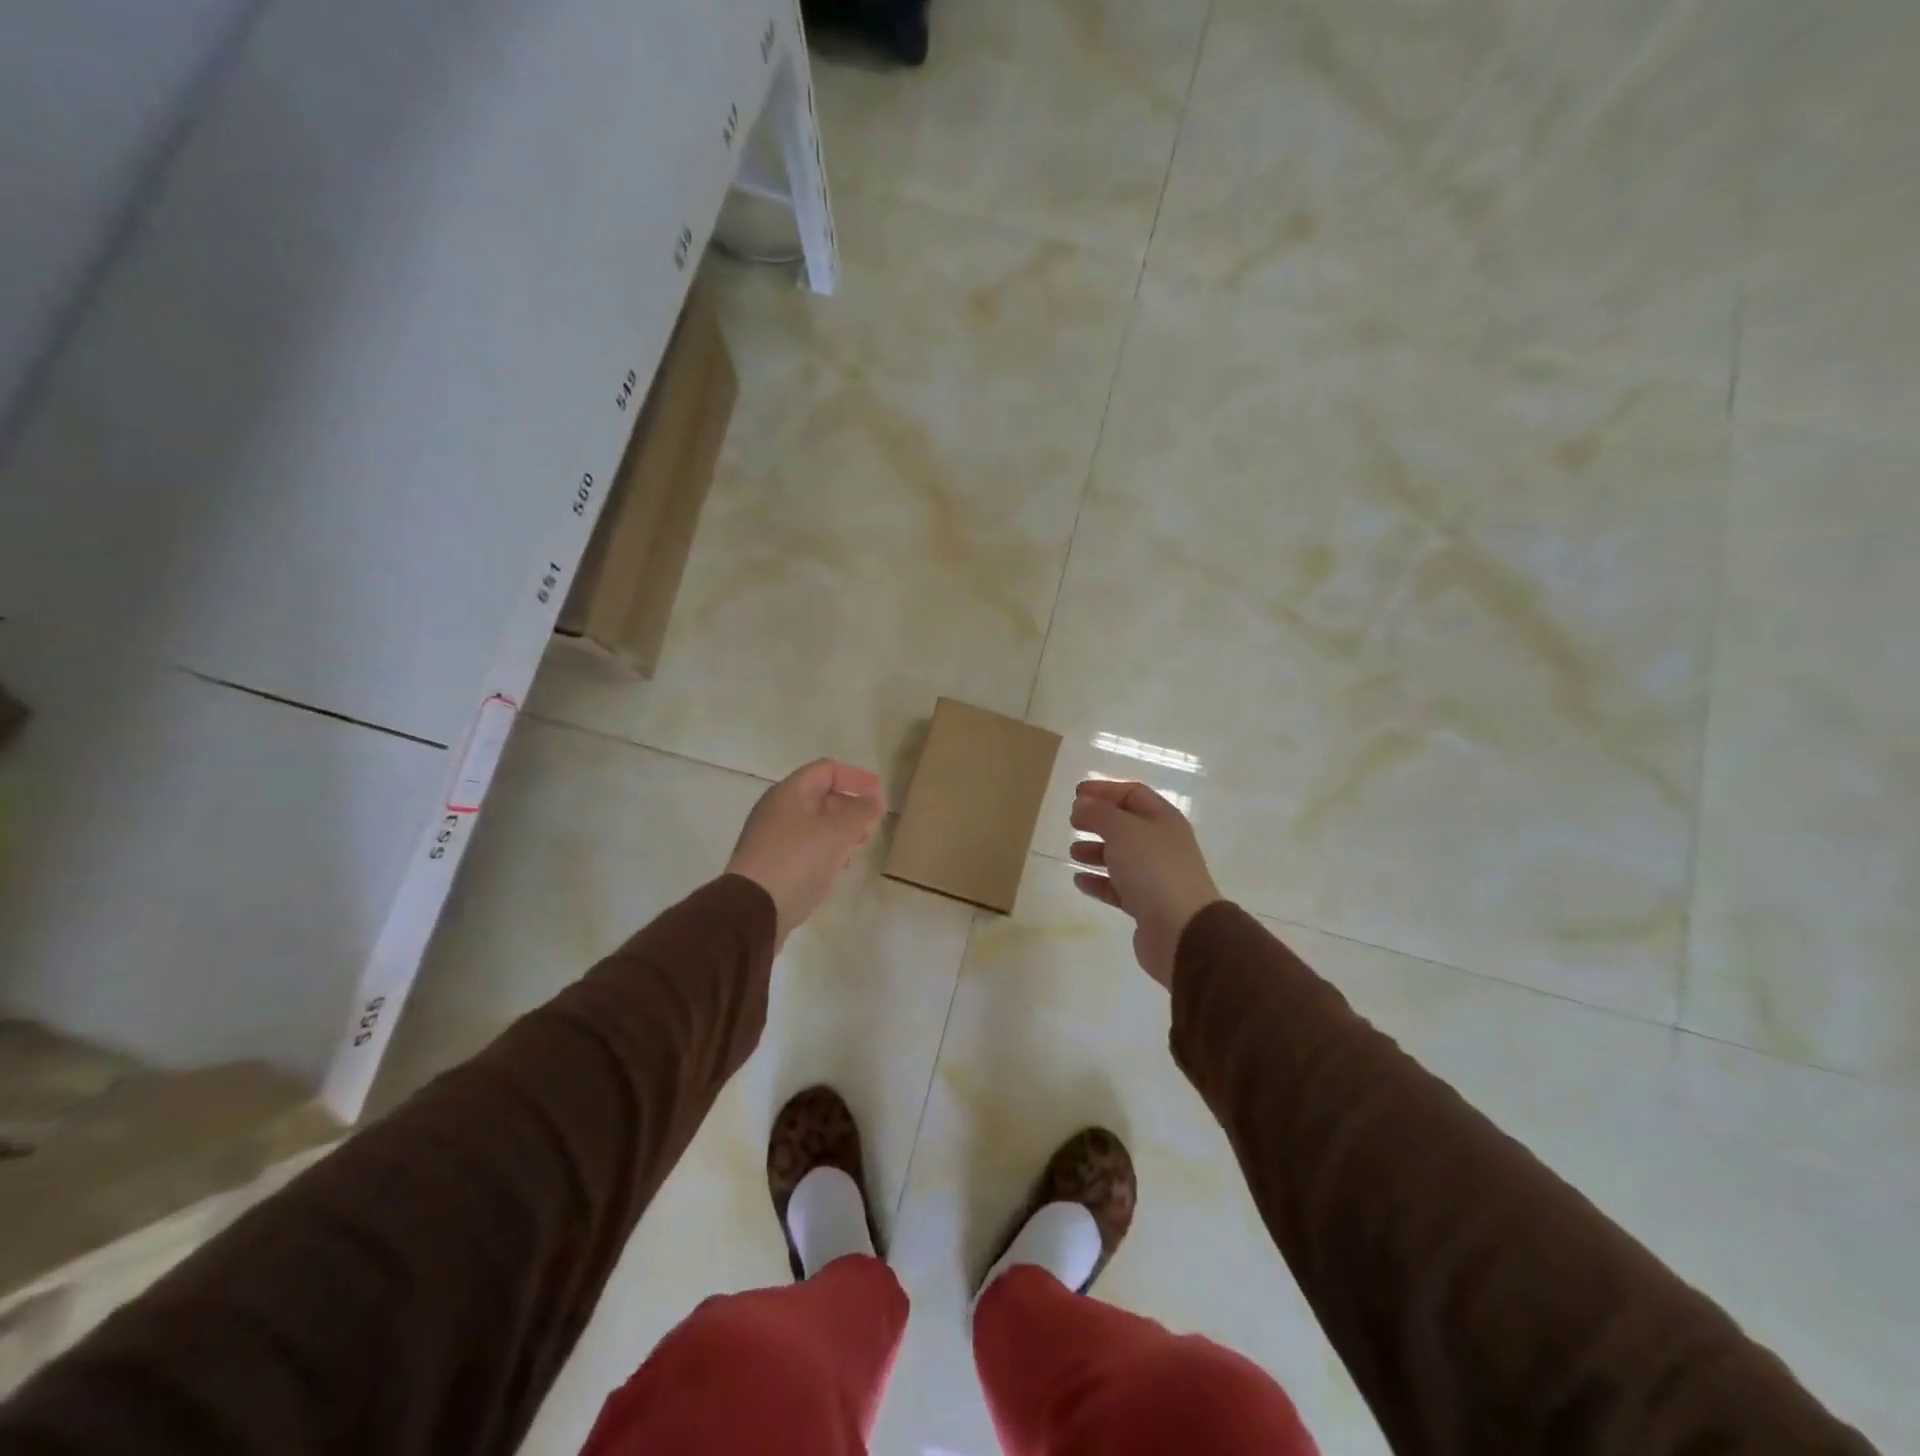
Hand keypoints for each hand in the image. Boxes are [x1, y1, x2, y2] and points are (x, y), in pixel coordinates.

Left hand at [726, 759, 886, 950]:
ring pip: (813, 823)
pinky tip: (835, 869)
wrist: (752, 911)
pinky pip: (803, 846)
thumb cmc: (797, 862)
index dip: (856, 778)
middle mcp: (776, 809)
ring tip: (857, 849)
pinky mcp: (769, 863)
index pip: (827, 770)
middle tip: (871, 827)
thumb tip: (874, 799)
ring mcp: (770, 837)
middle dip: (850, 807)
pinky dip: (824, 850)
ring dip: (839, 831)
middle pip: (820, 796)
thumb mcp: (837, 833)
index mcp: (789, 793)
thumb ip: (861, 812)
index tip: (879, 796)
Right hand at [1069, 780, 1221, 988]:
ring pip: (1122, 857)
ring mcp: (1157, 876)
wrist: (1182, 930)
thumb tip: (1081, 804)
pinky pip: (1118, 887)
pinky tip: (1079, 881)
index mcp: (1163, 820)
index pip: (1133, 794)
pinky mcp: (1147, 905)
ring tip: (1073, 852)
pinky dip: (1099, 882)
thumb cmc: (1153, 869)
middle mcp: (1162, 844)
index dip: (1105, 790)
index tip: (1076, 795)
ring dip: (1096, 851)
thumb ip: (1098, 813)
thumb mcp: (1122, 830)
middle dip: (1099, 821)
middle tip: (1073, 822)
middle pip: (1127, 825)